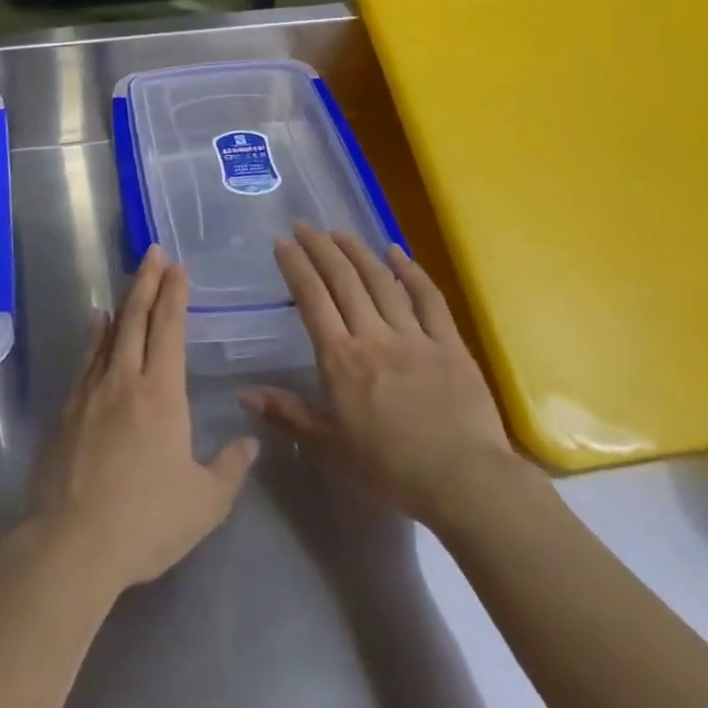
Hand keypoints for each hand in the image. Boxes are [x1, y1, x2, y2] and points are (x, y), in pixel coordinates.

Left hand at [24, 248, 257, 595]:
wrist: (72, 544)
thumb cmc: (146, 522)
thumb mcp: (204, 504)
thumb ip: (230, 468)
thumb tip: (250, 441)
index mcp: (161, 393)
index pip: (169, 329)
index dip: (174, 295)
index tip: (178, 267)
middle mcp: (125, 380)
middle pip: (137, 318)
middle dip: (148, 282)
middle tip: (154, 252)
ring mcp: (91, 392)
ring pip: (110, 333)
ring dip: (125, 302)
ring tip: (132, 279)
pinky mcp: (68, 410)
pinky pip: (86, 359)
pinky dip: (95, 335)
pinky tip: (97, 323)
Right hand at [239, 222, 529, 523]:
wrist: (463, 482)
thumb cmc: (390, 469)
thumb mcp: (330, 446)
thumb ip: (288, 414)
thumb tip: (243, 393)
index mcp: (341, 359)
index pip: (312, 299)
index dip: (296, 266)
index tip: (283, 242)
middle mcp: (373, 335)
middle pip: (343, 280)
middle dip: (320, 248)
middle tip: (305, 225)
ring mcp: (413, 335)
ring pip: (380, 281)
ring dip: (358, 251)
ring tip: (340, 231)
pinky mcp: (448, 343)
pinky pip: (428, 298)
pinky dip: (411, 271)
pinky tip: (396, 251)